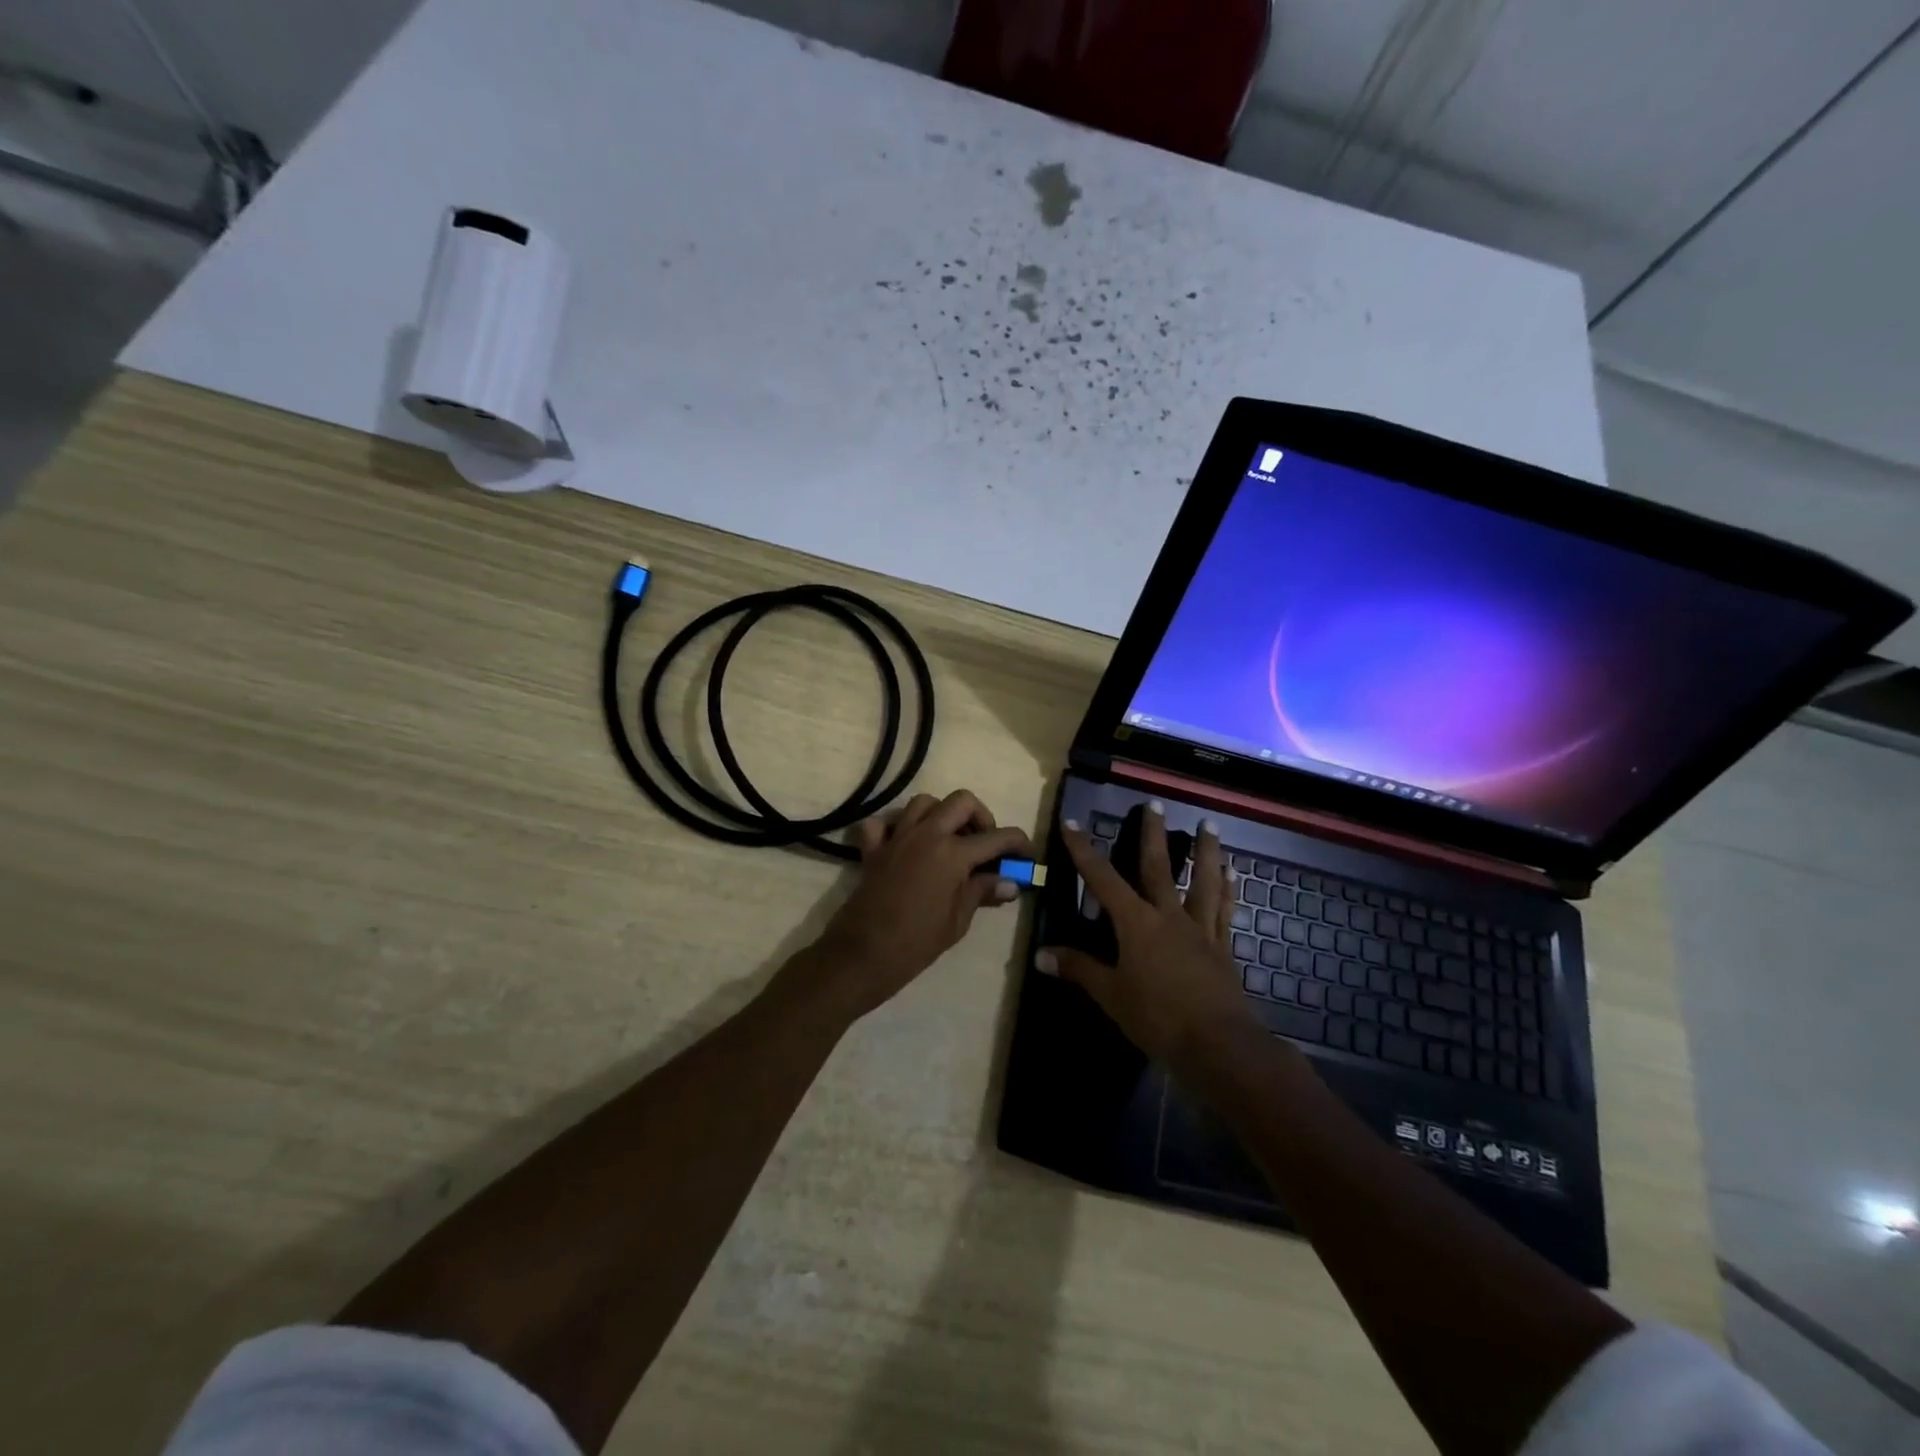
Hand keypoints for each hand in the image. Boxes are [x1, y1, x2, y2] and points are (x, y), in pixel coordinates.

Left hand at [812, 790, 1032, 1019]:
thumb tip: (1010, 882)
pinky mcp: (873, 847)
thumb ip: (983, 892)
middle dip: (980, 816)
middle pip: (962, 801)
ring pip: (924, 802)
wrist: (864, 953)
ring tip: (947, 839)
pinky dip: (895, 826)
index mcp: (953, 853)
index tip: (1026, 852)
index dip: (1018, 842)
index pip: (997, 837)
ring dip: (941, 814)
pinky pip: (883, 822)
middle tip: (983, 843)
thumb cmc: (917, 942)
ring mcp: (897, 837)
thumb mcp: (958, 921)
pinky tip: (904, 844)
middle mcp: (927, 834)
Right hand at [1038, 804, 1254, 1069]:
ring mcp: (1199, 929)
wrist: (1218, 1044)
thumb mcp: (1111, 995)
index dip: (1084, 851)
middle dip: (1153, 834)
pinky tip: (1233, 873)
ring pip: (1202, 881)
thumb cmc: (1158, 1017)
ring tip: (1209, 825)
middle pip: (1158, 867)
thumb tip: (1040, 954)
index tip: (1072, 823)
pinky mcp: (1222, 946)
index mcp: (1136, 923)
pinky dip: (1228, 889)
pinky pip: (1224, 910)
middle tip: (1155, 804)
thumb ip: (1079, 969)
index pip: (1102, 879)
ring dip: (1205, 852)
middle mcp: (1168, 915)